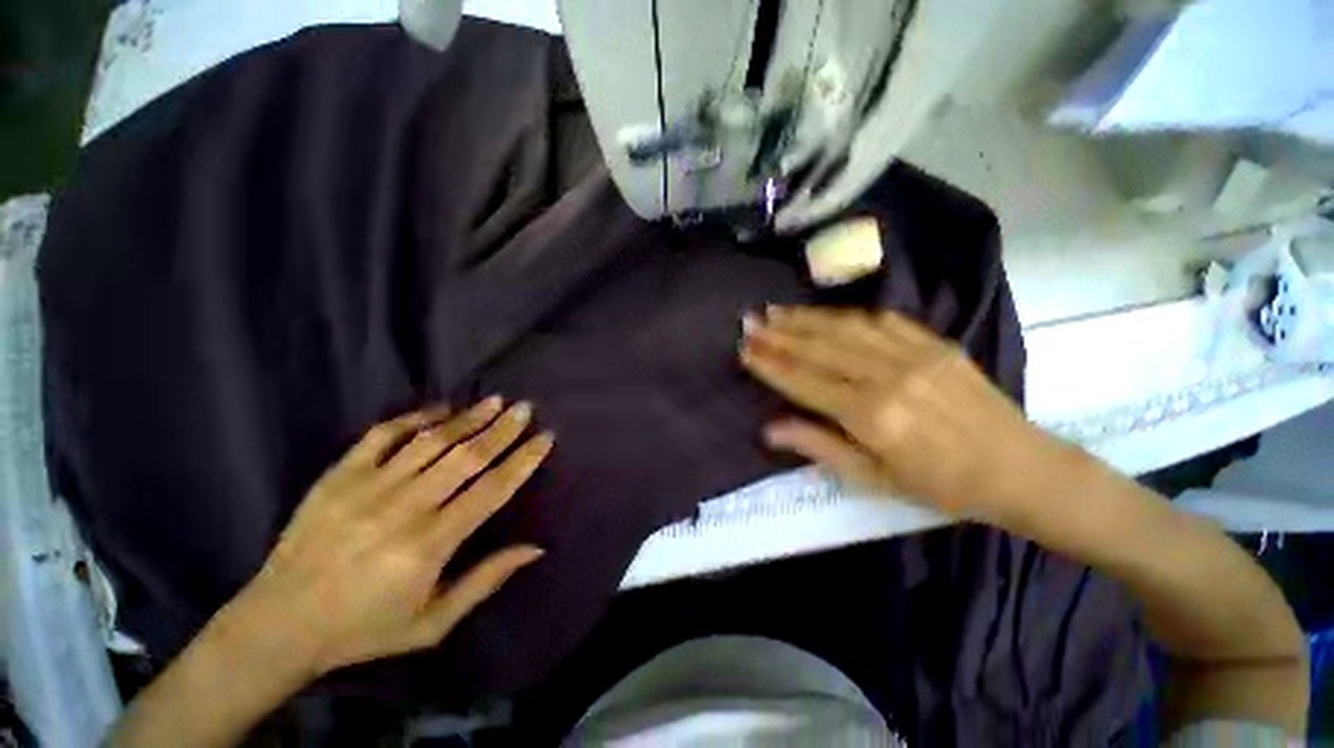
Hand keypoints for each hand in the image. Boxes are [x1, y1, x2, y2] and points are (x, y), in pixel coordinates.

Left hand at [226, 398, 551, 676]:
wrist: (277, 625)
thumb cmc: (365, 628)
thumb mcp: (433, 623)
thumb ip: (486, 580)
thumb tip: (536, 548)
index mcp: (429, 545)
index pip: (491, 490)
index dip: (522, 461)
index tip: (545, 438)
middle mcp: (403, 508)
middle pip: (466, 457)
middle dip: (501, 429)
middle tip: (526, 408)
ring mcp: (366, 487)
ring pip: (431, 441)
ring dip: (468, 418)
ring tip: (496, 401)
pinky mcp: (338, 476)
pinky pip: (383, 435)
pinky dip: (415, 417)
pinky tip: (440, 409)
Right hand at [740, 306, 1062, 525]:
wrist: (1021, 470)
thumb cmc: (940, 486)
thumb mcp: (873, 480)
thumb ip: (818, 447)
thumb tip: (770, 429)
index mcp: (870, 416)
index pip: (804, 382)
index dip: (770, 365)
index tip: (744, 349)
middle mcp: (887, 377)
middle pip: (820, 348)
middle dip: (779, 334)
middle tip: (749, 321)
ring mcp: (914, 355)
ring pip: (846, 328)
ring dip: (807, 318)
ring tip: (776, 311)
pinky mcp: (935, 344)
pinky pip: (883, 321)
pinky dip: (848, 316)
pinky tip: (827, 314)